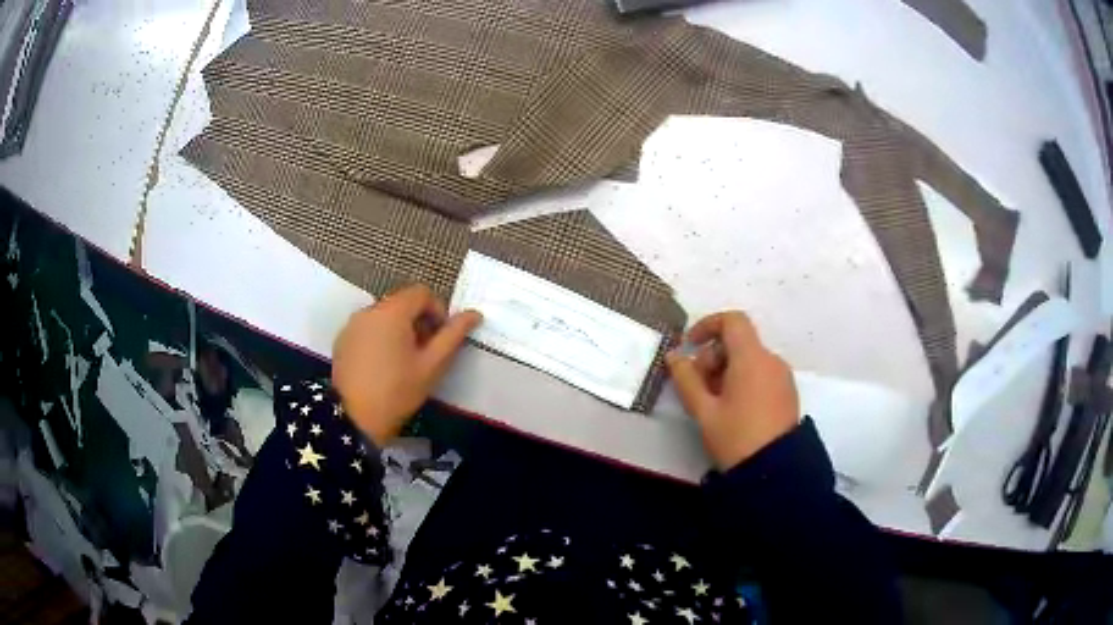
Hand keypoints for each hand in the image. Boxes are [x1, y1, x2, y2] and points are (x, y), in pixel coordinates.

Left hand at [332, 285, 481, 445]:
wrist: (354, 417)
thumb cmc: (398, 390)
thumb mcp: (432, 365)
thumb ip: (453, 335)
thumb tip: (474, 314)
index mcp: (392, 312)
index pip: (422, 293)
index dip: (437, 310)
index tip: (440, 338)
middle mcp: (369, 310)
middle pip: (401, 302)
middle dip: (418, 321)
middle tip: (425, 352)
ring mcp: (352, 324)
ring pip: (384, 315)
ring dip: (399, 329)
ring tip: (403, 361)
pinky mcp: (342, 339)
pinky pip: (368, 328)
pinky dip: (380, 337)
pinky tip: (382, 365)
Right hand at [666, 311, 798, 469]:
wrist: (774, 471)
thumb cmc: (736, 437)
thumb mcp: (704, 411)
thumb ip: (686, 379)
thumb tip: (674, 355)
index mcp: (752, 358)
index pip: (732, 321)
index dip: (707, 325)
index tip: (690, 346)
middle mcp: (771, 360)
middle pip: (738, 342)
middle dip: (712, 356)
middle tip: (696, 386)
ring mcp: (782, 376)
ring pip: (749, 359)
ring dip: (726, 370)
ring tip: (712, 402)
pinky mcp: (787, 392)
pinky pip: (761, 373)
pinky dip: (743, 380)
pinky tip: (732, 409)